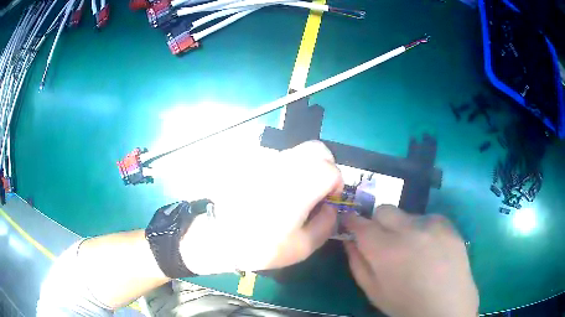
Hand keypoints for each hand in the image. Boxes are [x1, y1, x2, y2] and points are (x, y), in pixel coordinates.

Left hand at [180, 141, 342, 274]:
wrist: (219, 238)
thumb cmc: (261, 246)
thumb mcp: (303, 247)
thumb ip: (327, 224)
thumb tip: (330, 207)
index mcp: (300, 186)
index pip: (332, 169)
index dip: (337, 184)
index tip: (329, 200)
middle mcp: (285, 166)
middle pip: (317, 149)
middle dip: (326, 166)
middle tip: (319, 189)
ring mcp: (267, 161)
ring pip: (298, 151)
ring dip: (307, 166)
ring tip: (298, 191)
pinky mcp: (254, 163)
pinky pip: (279, 158)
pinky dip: (288, 168)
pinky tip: (278, 189)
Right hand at [344, 205, 477, 316]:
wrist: (447, 305)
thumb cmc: (405, 304)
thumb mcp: (373, 291)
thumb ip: (357, 263)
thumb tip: (349, 240)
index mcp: (385, 250)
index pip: (361, 223)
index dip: (352, 221)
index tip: (350, 223)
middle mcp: (408, 230)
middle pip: (384, 209)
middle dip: (377, 221)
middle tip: (383, 240)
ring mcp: (431, 224)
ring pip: (407, 215)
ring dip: (403, 228)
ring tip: (413, 249)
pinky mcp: (447, 224)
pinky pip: (428, 218)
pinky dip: (423, 229)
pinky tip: (430, 248)